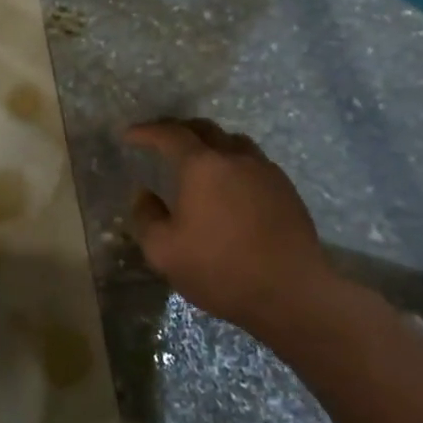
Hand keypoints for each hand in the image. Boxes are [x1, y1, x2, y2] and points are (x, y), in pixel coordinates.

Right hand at [123, 118, 344, 333]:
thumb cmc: (221, 270)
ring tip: (200, 160)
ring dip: (211, 143)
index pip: (169, 134)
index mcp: (202, 166)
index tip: (130, 136)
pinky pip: (254, 162)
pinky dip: (235, 163)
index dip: (146, 131)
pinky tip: (232, 186)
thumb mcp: (164, 252)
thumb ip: (146, 217)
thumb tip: (145, 195)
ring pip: (233, 141)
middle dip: (179, 129)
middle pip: (204, 128)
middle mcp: (234, 158)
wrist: (292, 294)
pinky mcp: (286, 189)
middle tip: (162, 142)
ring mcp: (265, 171)